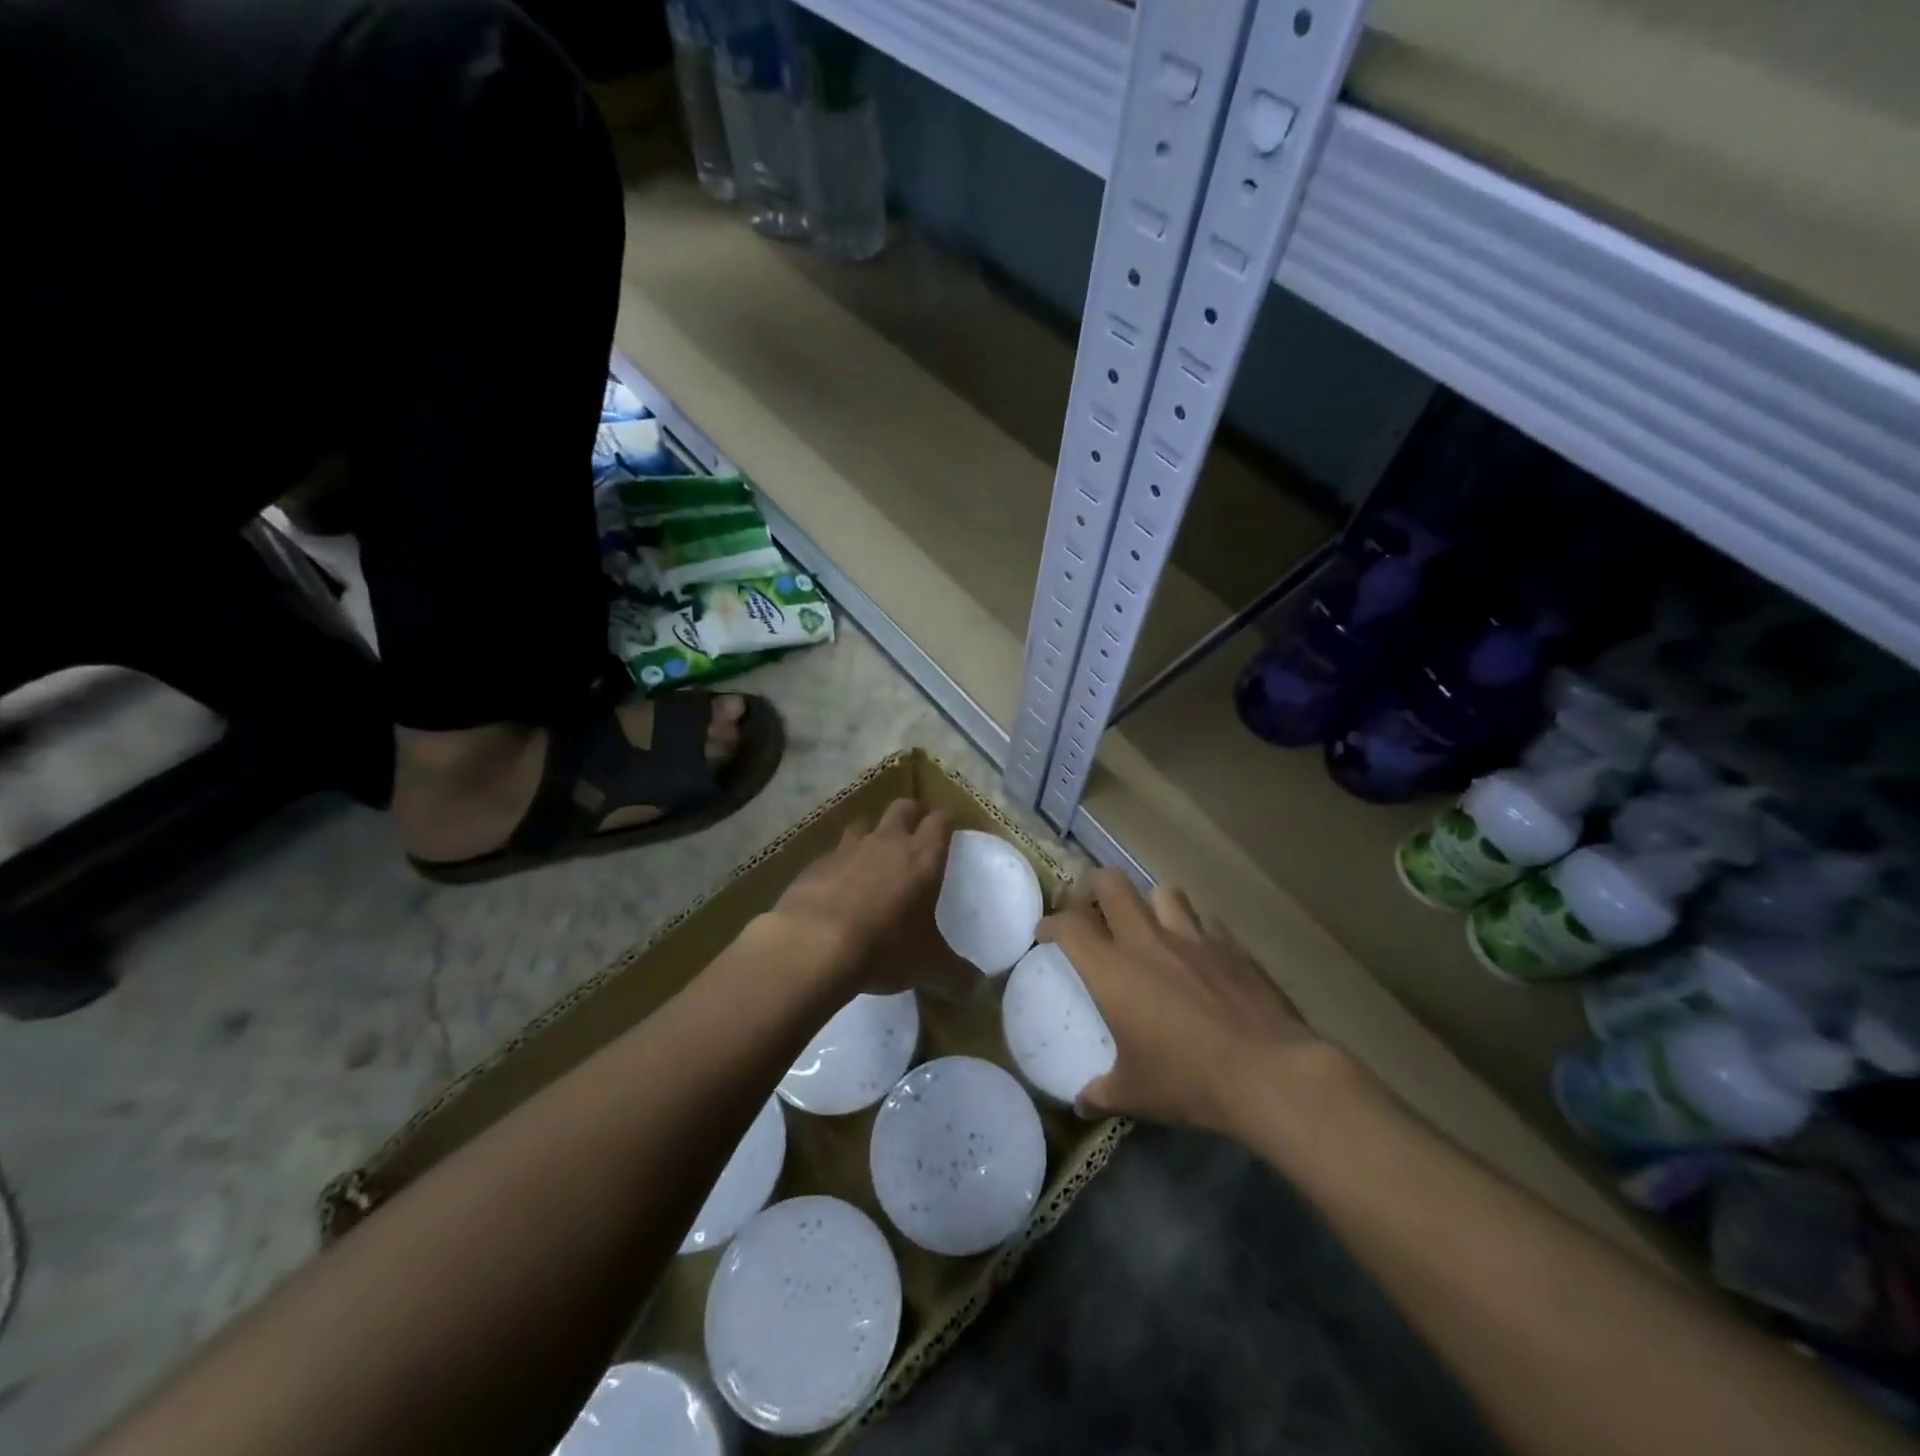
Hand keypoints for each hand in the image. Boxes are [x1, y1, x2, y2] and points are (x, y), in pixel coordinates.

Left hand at [769, 799, 975, 998]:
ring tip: (874, 853)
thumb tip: (978, 988)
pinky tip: (837, 885)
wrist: (813, 944)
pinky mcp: (815, 864)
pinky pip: (833, 854)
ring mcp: (847, 849)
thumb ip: (955, 974)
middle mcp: (887, 843)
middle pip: (903, 808)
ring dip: (872, 833)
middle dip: (913, 813)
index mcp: (922, 858)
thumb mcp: (927, 966)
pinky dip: (839, 863)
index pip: (941, 821)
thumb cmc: (883, 948)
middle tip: (917, 828)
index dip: (948, 819)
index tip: (952, 823)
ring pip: (864, 824)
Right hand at [1039, 869, 1320, 1136]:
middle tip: (1092, 908)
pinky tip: (1201, 954)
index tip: (1045, 932)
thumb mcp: (1135, 1095)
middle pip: (1111, 884)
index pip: (1069, 926)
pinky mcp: (1232, 947)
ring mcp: (1194, 938)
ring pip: (1163, 892)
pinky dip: (1197, 930)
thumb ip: (1101, 1094)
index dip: (1051, 923)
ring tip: (1150, 925)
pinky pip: (1207, 921)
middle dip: (1094, 887)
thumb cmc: (1188, 1080)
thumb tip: (1081, 1105)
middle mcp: (1148, 941)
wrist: (1267, 1073)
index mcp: (1112, 970)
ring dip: (1150, 902)